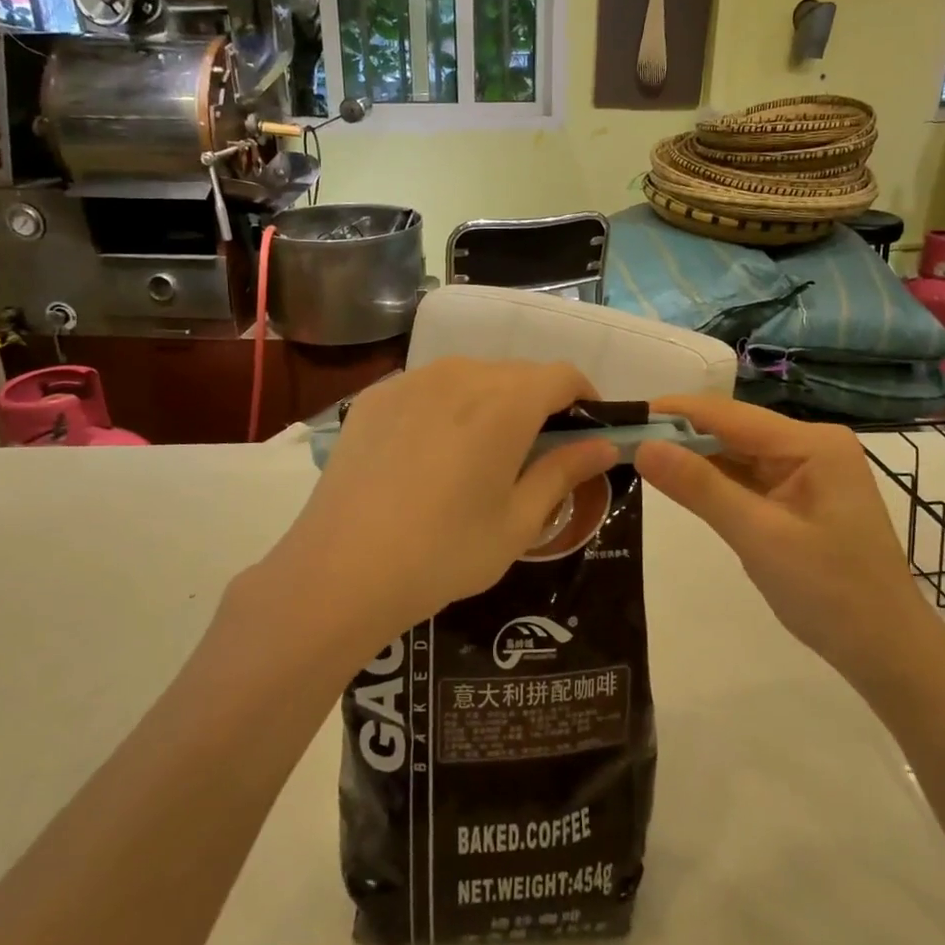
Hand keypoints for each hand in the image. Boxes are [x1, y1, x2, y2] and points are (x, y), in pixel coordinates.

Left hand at [266, 359, 618, 641]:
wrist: (340, 571)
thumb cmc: (445, 552)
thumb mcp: (519, 521)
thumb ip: (565, 472)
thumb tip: (604, 446)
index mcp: (506, 402)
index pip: (563, 375)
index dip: (585, 398)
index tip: (586, 432)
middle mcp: (461, 374)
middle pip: (518, 374)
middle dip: (539, 403)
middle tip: (536, 453)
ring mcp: (412, 381)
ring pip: (472, 376)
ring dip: (492, 403)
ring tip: (480, 454)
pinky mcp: (375, 396)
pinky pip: (429, 388)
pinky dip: (447, 407)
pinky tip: (430, 455)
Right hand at [634, 395, 923, 677]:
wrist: (887, 653)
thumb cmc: (830, 594)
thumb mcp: (759, 537)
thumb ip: (700, 488)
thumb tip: (644, 447)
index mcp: (812, 443)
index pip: (729, 415)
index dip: (675, 412)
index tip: (624, 415)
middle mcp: (811, 446)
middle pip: (733, 431)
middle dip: (680, 436)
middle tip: (622, 442)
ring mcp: (808, 472)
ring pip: (738, 455)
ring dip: (694, 458)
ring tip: (639, 456)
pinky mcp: (800, 497)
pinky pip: (749, 479)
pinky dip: (715, 482)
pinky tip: (681, 482)